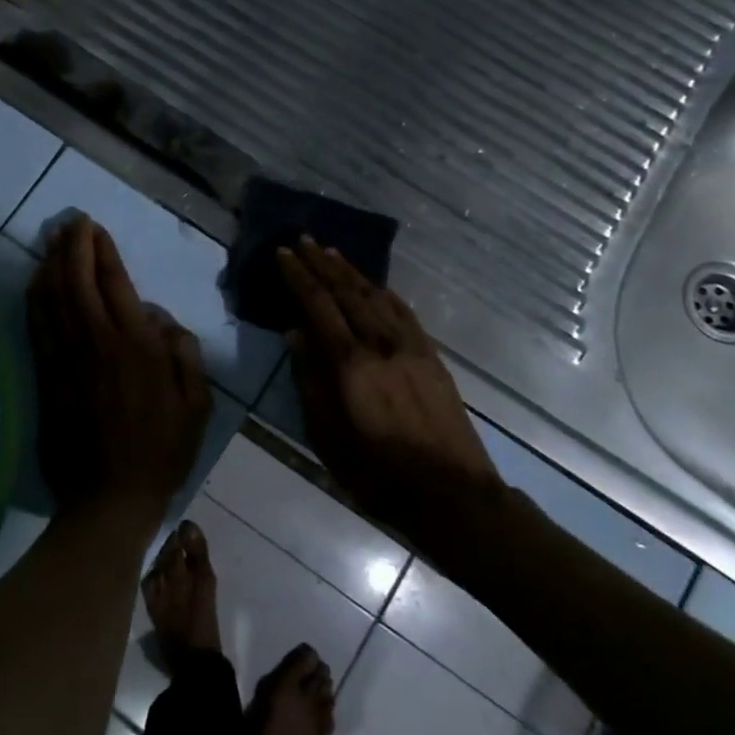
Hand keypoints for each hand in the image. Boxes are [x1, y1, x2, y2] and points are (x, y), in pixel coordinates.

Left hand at [27, 217, 211, 519]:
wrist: (110, 499)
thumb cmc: (162, 451)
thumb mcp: (197, 404)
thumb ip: (184, 354)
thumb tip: (159, 319)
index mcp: (137, 346)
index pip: (114, 283)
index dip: (101, 251)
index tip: (94, 227)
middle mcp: (97, 343)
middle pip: (76, 281)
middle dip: (71, 246)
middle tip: (70, 221)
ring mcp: (67, 359)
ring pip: (52, 299)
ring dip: (50, 263)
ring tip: (50, 238)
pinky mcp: (48, 376)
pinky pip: (38, 326)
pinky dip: (35, 298)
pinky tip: (35, 281)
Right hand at [278, 240, 500, 519]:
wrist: (453, 495)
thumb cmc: (378, 474)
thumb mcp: (327, 437)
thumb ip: (309, 382)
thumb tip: (295, 334)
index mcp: (350, 364)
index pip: (318, 306)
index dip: (298, 277)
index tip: (282, 254)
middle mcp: (379, 344)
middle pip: (346, 292)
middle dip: (321, 264)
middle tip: (302, 240)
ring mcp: (410, 347)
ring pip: (375, 296)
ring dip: (350, 272)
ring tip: (331, 252)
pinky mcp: (431, 355)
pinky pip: (403, 311)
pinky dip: (383, 291)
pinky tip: (374, 285)